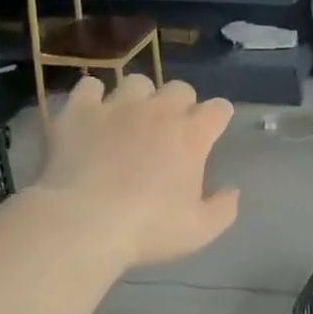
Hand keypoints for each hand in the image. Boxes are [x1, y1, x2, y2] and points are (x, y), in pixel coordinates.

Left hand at [36, 75, 239, 266]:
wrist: (84, 223)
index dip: (218, 117)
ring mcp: (117, 106)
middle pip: (180, 88)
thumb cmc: (148, 229)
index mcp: (192, 136)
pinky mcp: (80, 111)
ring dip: (139, 97)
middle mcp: (159, 111)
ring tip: (130, 119)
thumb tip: (232, 190)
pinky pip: (89, 86)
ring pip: (137, 82)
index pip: (219, 109)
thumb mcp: (199, 231)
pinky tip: (91, 115)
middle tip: (171, 129)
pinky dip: (93, 97)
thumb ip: (223, 208)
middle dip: (181, 104)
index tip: (212, 130)